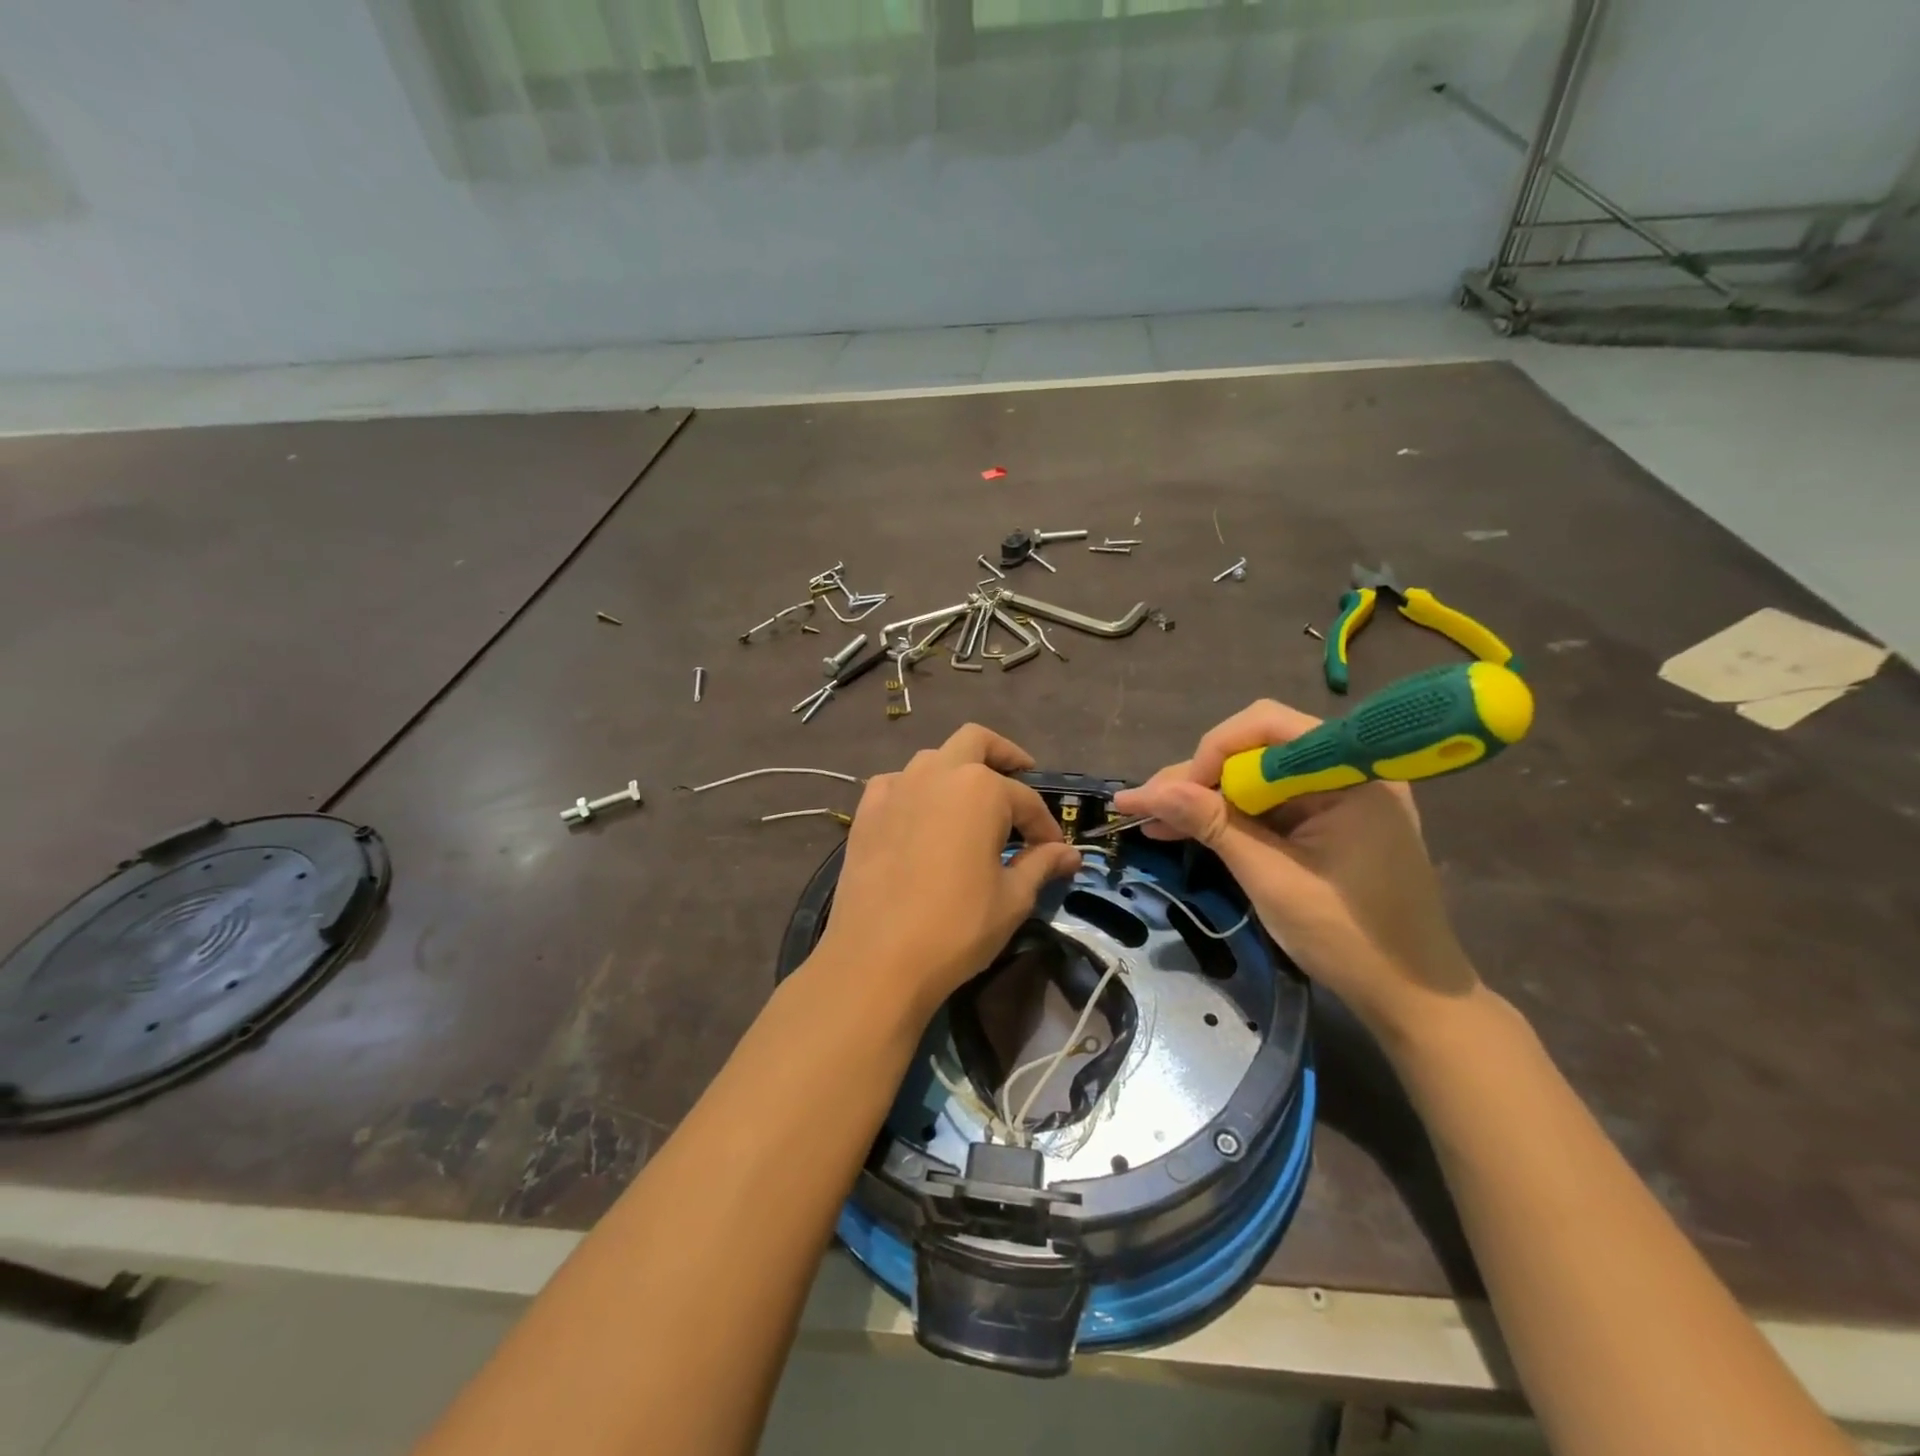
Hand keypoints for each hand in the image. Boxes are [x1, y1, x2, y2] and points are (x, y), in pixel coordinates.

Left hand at [812, 725, 1081, 1022]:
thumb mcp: (1012, 898)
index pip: (1026, 800)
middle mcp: (937, 773)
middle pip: (975, 741)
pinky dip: (916, 791)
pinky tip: (922, 818)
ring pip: (933, 759)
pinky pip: (897, 784)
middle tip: (1020, 775)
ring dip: (957, 770)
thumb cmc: (957, 927)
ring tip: (971, 803)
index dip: (1045, 826)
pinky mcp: (866, 811)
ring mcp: (896, 788)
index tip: (1055, 851)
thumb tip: (1069, 854)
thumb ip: (1041, 864)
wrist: (877, 958)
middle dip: (1003, 754)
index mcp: (980, 789)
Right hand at [1112, 700, 1477, 1039]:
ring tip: (1152, 818)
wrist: (1411, 996)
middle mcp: (1345, 770)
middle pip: (1255, 748)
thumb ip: (1214, 825)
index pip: (1266, 727)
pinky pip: (1267, 801)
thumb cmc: (1349, 938)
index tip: (1171, 795)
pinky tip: (1186, 826)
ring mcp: (1337, 795)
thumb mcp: (1272, 878)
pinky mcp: (1327, 820)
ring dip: (1204, 796)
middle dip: (1198, 776)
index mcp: (1350, 773)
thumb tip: (1149, 792)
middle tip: (1145, 806)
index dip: (1211, 753)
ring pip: (1252, 775)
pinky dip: (1228, 815)